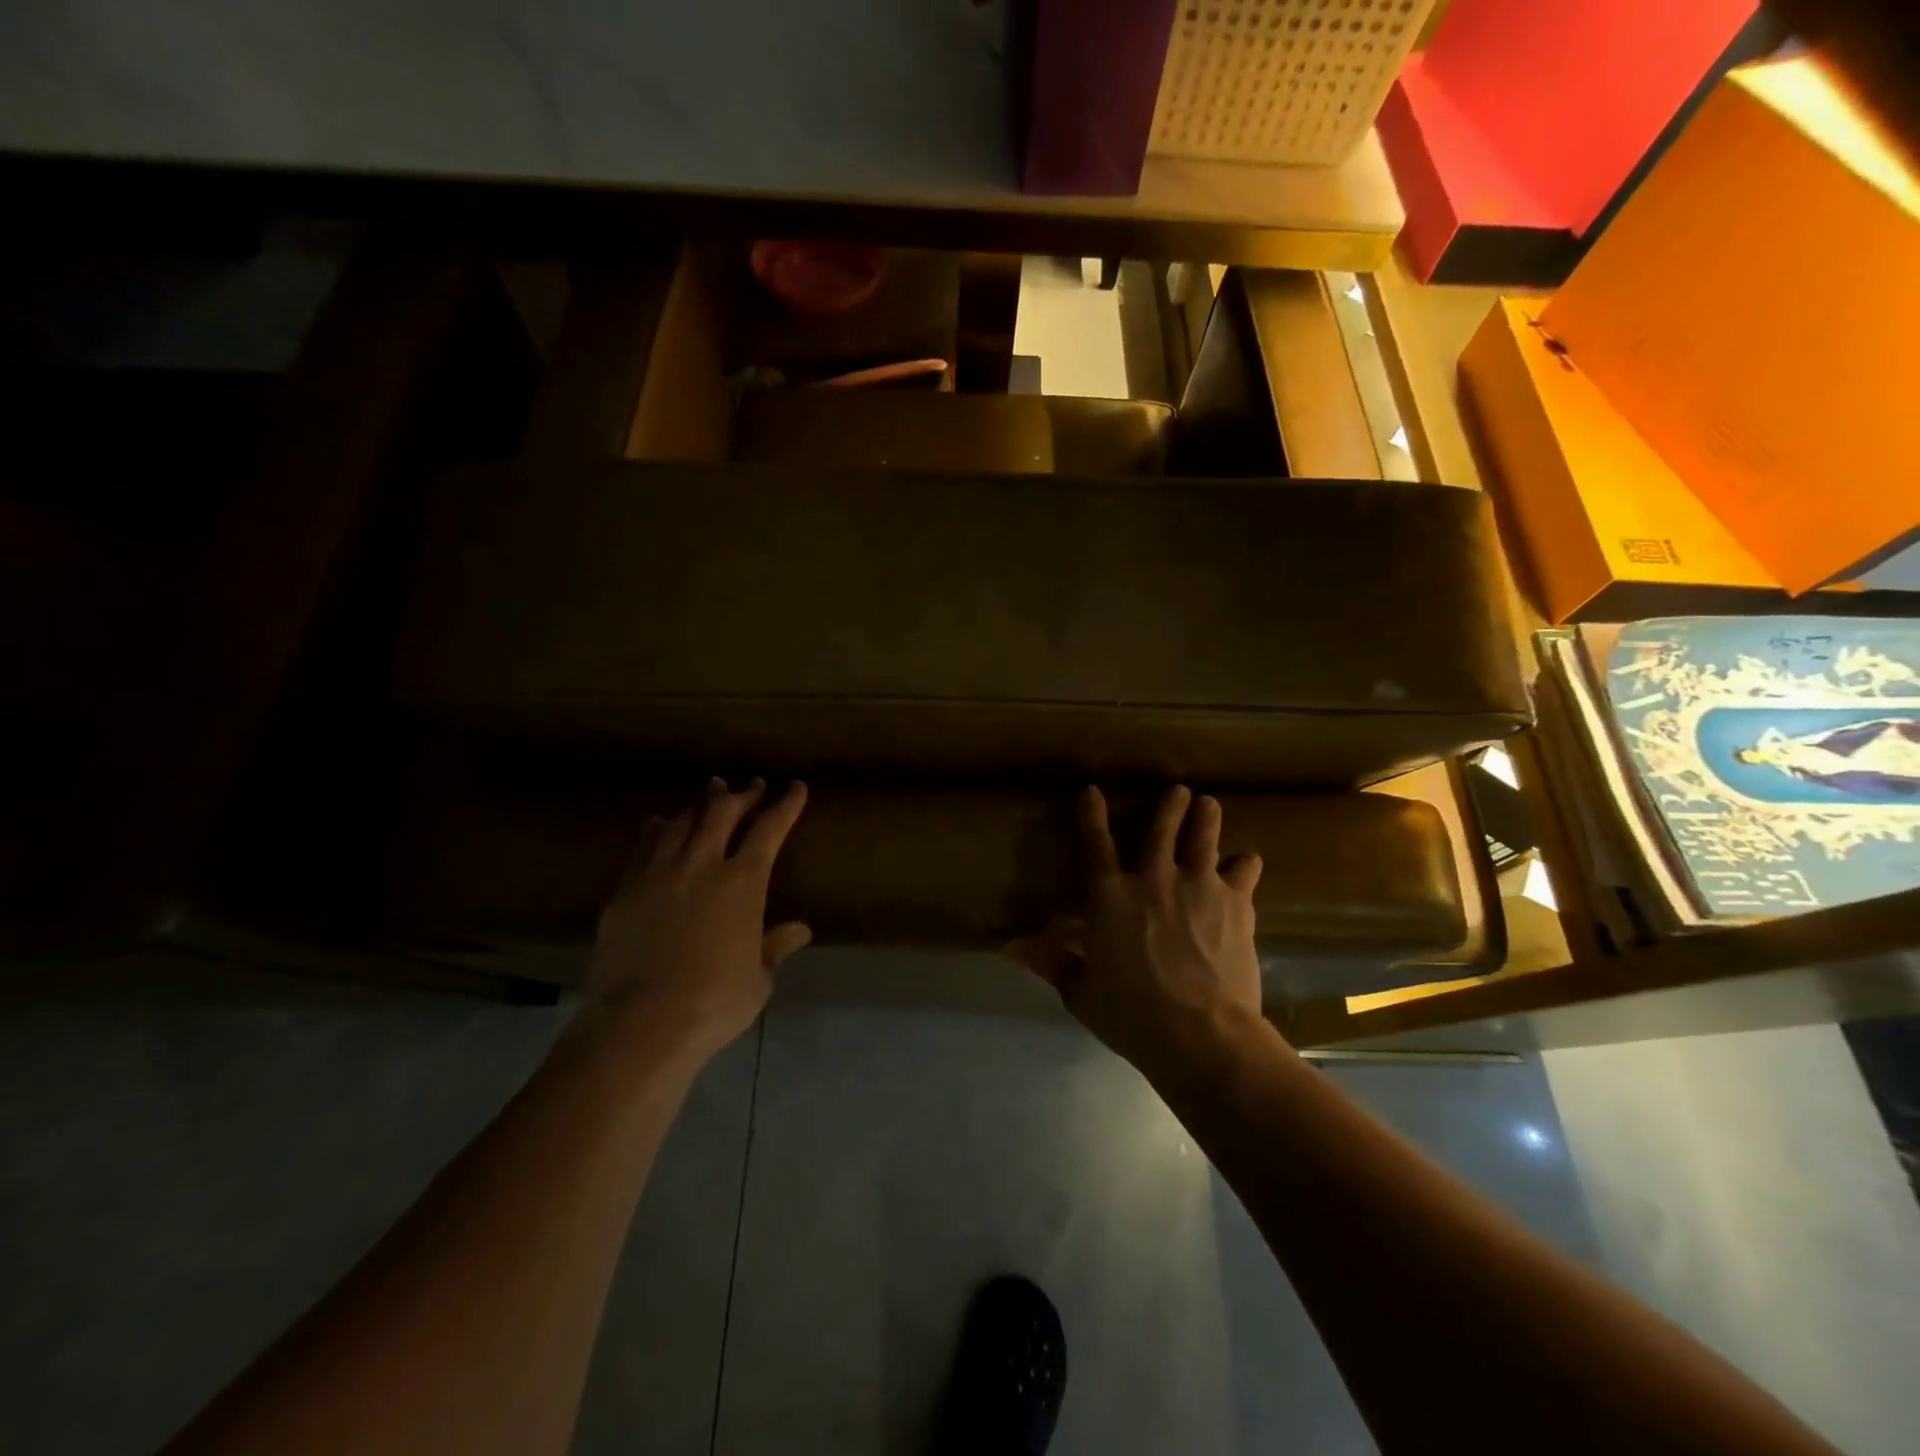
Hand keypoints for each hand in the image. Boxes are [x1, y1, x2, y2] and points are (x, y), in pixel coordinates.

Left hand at [584, 777, 811, 1058]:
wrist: (640, 1023)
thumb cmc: (714, 1002)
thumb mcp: (759, 978)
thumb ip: (775, 946)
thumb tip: (800, 930)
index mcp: (743, 882)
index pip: (769, 829)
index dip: (785, 805)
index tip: (795, 787)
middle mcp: (701, 865)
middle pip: (722, 812)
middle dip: (742, 794)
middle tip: (753, 786)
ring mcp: (658, 874)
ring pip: (682, 822)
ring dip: (701, 804)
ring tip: (711, 794)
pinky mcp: (625, 891)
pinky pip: (644, 846)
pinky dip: (659, 828)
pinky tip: (661, 824)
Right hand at [1007, 786, 1264, 1072]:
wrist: (1201, 1033)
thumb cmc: (1132, 1014)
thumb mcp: (1080, 991)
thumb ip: (1049, 960)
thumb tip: (1007, 945)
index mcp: (1110, 896)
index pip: (1095, 843)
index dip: (1091, 814)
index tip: (1092, 790)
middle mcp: (1154, 878)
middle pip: (1161, 829)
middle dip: (1170, 806)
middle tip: (1179, 789)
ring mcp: (1199, 886)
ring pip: (1203, 837)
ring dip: (1206, 818)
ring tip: (1210, 804)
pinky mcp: (1237, 903)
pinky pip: (1244, 871)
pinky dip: (1244, 864)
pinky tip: (1247, 861)